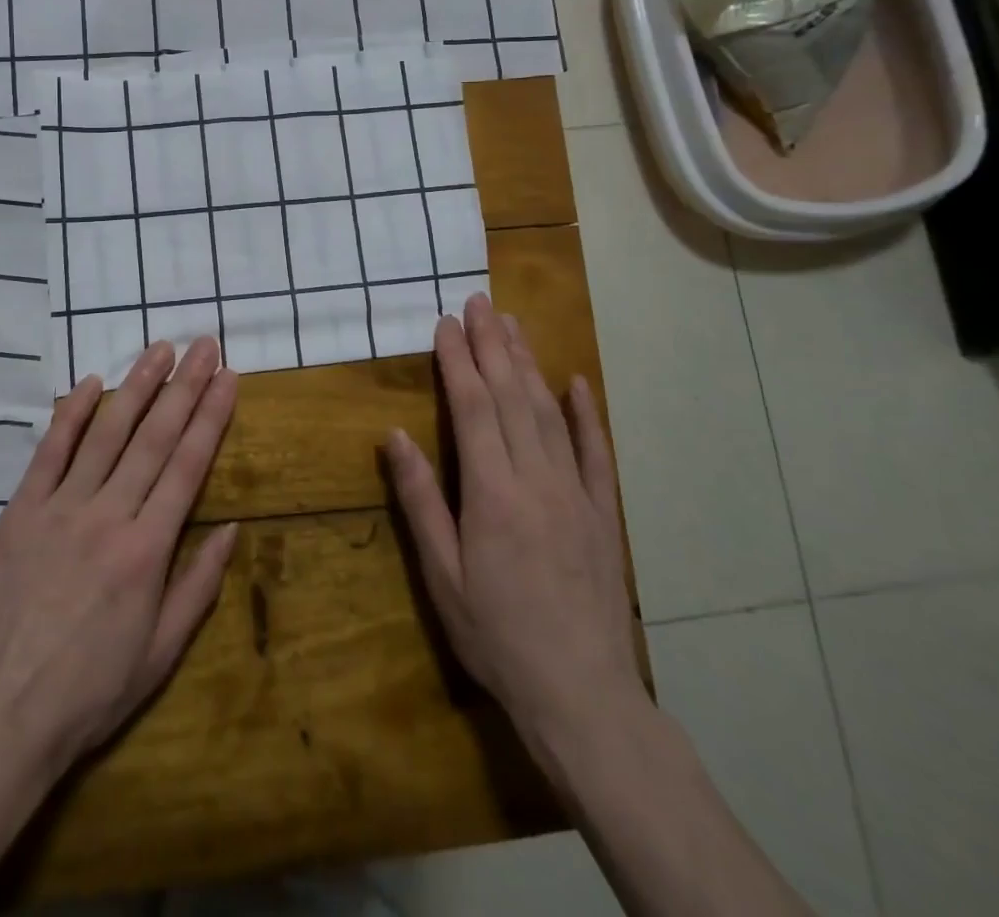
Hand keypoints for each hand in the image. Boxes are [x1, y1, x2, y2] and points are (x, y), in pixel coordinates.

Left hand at [0, 338, 239, 782]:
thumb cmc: (89, 692)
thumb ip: (198, 585)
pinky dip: (70, 414)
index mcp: (147, 550)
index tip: (228, 378)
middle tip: (204, 345)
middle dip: (184, 386)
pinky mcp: (20, 510)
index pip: (189, 465)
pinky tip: (90, 383)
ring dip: (137, 386)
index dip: (212, 416)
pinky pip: (49, 451)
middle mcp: (108, 515)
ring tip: (160, 349)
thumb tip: (232, 527)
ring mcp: (60, 507)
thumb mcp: (161, 654)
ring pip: (106, 433)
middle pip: (154, 437)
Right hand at [383, 293, 643, 751]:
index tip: (446, 324)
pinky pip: (595, 453)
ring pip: (550, 413)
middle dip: (493, 345)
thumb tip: (395, 436)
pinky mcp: (603, 513)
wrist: (582, 696)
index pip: (473, 408)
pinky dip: (586, 414)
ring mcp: (576, 493)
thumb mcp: (442, 575)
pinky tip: (576, 383)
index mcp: (493, 493)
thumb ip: (421, 500)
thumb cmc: (496, 636)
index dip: (458, 362)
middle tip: (480, 302)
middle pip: (512, 397)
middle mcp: (537, 479)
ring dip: (529, 365)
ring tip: (513, 326)